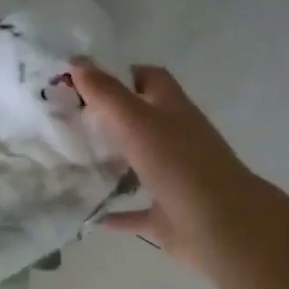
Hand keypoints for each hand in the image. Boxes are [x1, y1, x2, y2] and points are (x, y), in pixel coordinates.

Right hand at [71, 60, 259, 274]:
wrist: (220, 226)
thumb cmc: (180, 166)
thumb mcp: (139, 122)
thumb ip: (108, 94)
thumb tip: (77, 63)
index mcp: (174, 112)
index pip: (150, 80)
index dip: (121, 74)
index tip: (84, 81)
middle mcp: (176, 141)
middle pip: (141, 122)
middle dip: (109, 119)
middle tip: (68, 120)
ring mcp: (173, 179)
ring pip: (138, 166)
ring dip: (112, 165)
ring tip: (73, 162)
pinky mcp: (166, 215)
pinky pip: (136, 212)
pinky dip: (115, 213)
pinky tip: (90, 215)